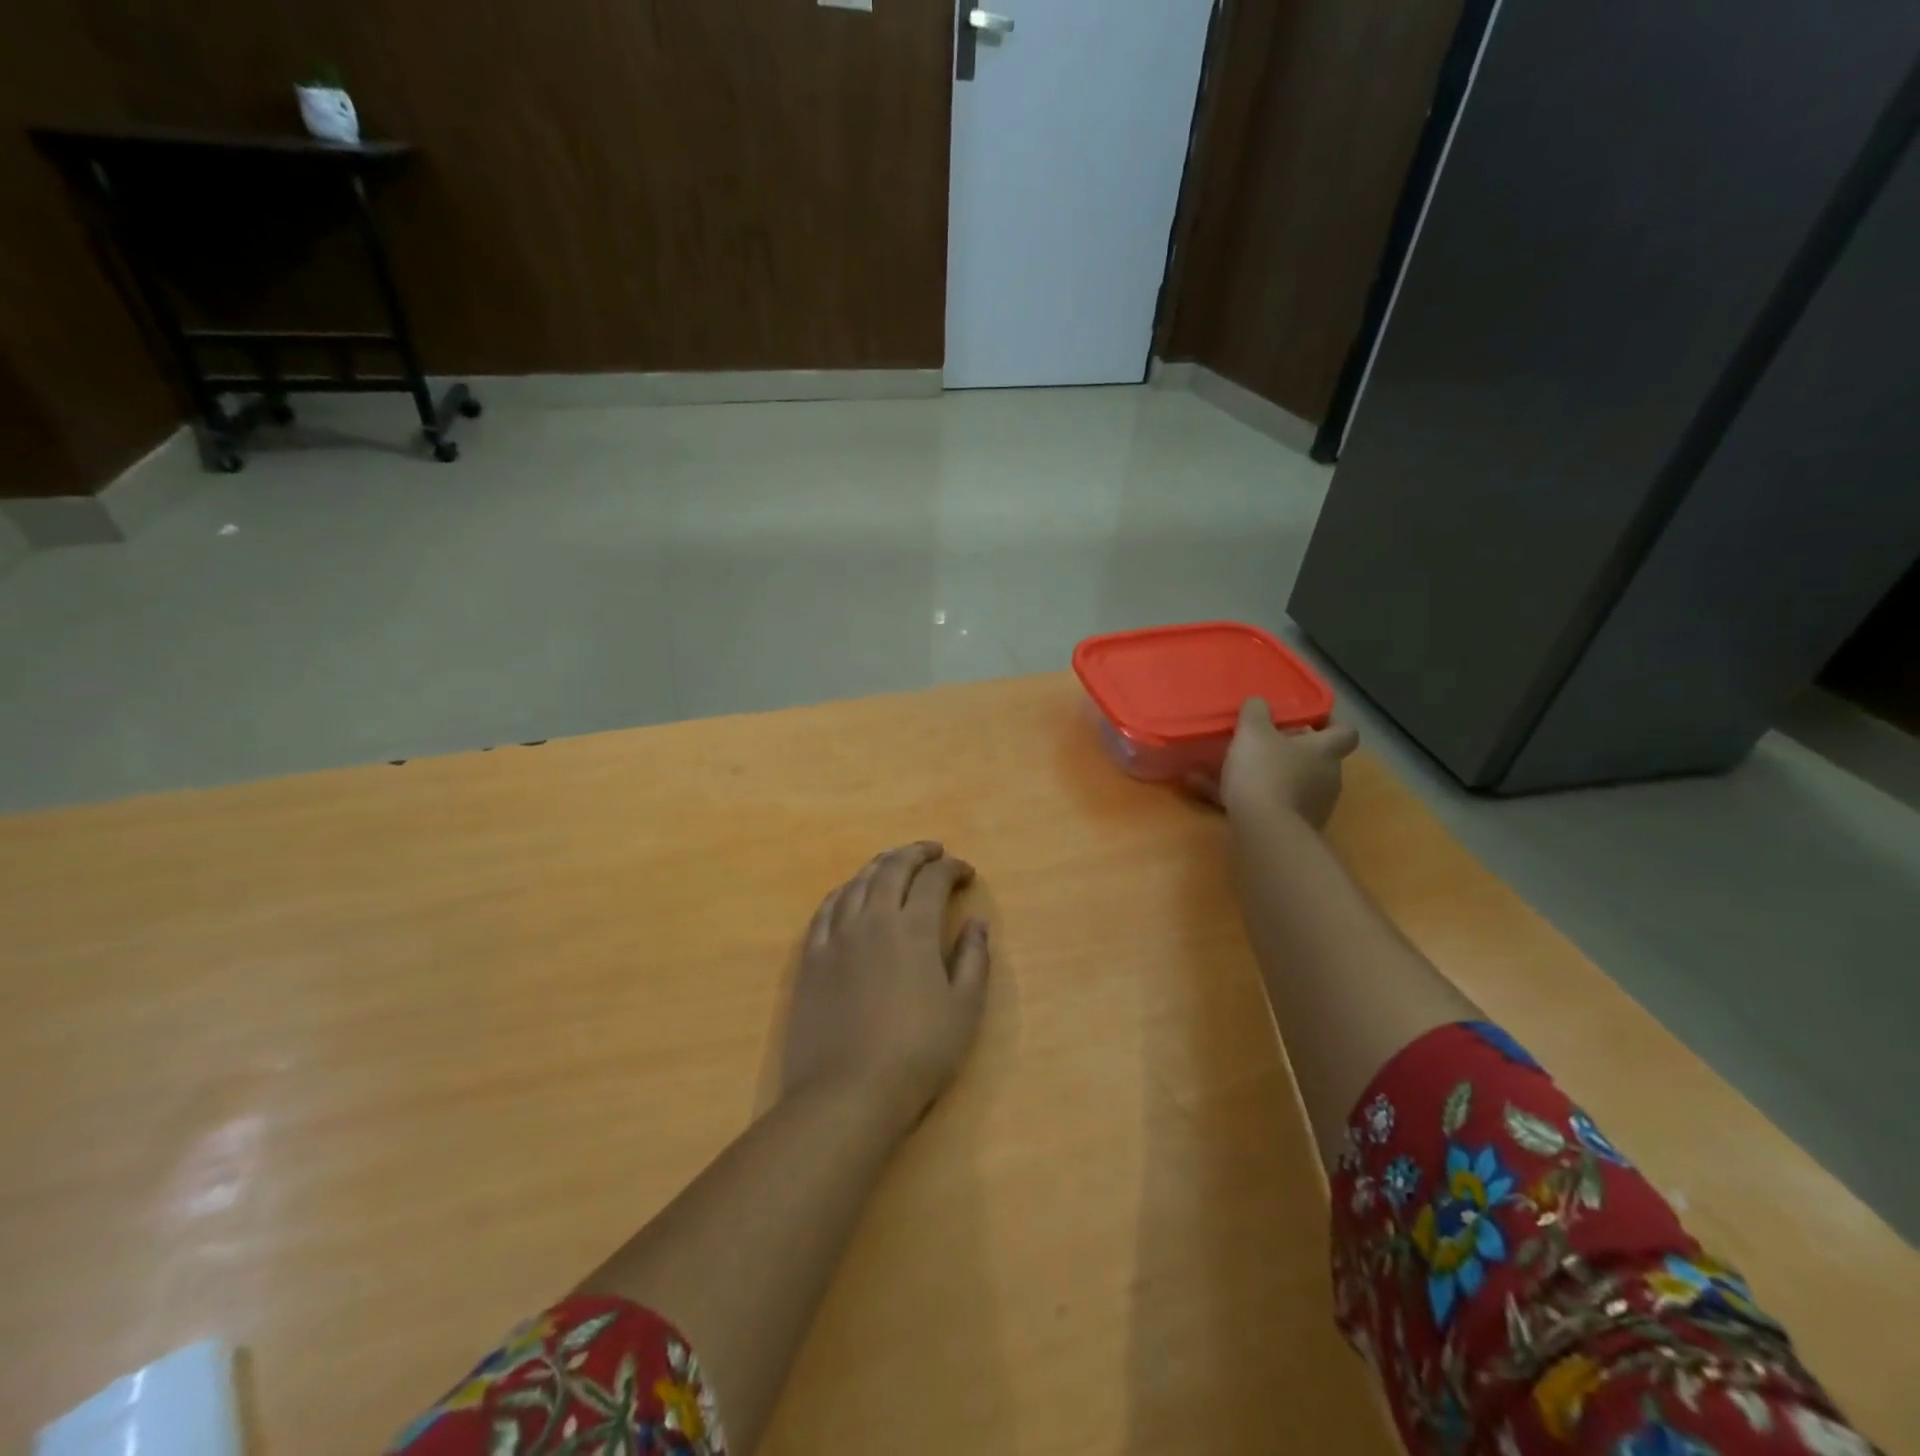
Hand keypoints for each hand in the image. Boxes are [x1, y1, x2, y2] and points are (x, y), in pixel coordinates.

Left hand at [782, 842, 991, 1127]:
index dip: (952, 869)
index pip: (934, 880)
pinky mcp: (810, 957)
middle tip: (934, 852)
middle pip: (893, 868)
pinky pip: (826, 908)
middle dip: (916, 853)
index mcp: (912, 929)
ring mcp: (836, 936)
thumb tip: (977, 923)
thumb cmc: (917, 1053)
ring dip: (880, 865)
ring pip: (858, 882)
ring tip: (895, 863)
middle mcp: (873, 919)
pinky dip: (845, 891)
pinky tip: (851, 893)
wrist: (847, 1093)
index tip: (966, 873)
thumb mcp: (964, 1009)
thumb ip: (974, 959)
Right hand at [1188, 698, 1359, 828]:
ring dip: (1270, 776)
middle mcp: (1328, 778)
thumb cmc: (1265, 772)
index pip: (1345, 732)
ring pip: (1293, 783)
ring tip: (1233, 771)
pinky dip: (1250, 798)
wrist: (1264, 829)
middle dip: (1292, 752)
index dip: (1330, 724)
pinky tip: (1214, 794)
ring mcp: (1315, 806)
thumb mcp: (1253, 733)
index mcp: (1325, 750)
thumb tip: (1259, 702)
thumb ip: (1256, 713)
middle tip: (1264, 744)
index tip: (1309, 720)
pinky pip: (1271, 805)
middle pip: (1317, 759)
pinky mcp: (1296, 828)